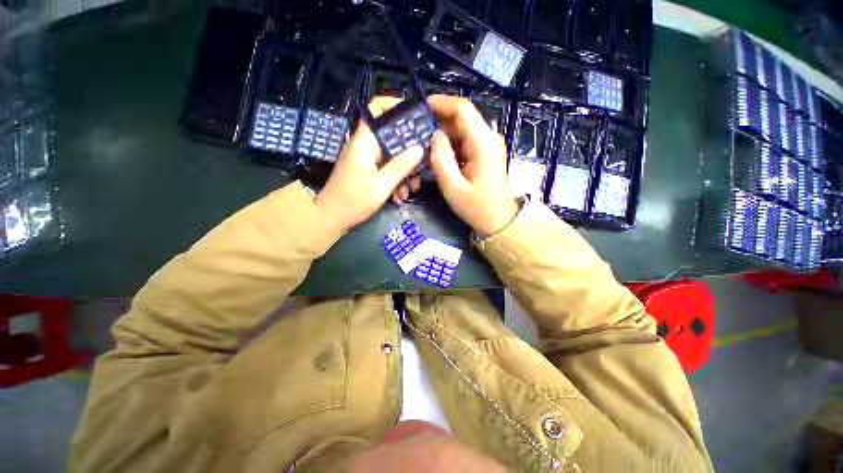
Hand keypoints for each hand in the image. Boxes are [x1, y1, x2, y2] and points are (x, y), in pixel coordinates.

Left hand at [315, 97, 424, 231]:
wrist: (331, 218)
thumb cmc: (354, 201)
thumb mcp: (381, 185)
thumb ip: (401, 166)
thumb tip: (420, 148)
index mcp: (364, 141)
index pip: (378, 110)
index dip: (397, 106)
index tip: (417, 117)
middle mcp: (365, 145)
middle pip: (392, 136)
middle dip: (409, 151)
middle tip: (423, 164)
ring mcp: (366, 158)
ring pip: (391, 155)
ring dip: (404, 171)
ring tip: (411, 190)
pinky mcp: (367, 170)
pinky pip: (386, 168)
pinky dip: (395, 180)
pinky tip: (400, 197)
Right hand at [426, 95, 518, 235]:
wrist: (498, 219)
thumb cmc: (476, 207)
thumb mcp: (453, 187)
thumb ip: (441, 159)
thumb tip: (435, 135)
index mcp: (483, 143)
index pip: (463, 110)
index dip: (442, 103)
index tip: (421, 107)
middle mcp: (489, 137)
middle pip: (463, 117)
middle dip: (439, 121)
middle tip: (418, 131)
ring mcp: (489, 144)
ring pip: (463, 128)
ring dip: (444, 133)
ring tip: (426, 144)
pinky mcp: (486, 151)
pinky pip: (466, 139)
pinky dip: (452, 143)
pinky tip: (440, 154)